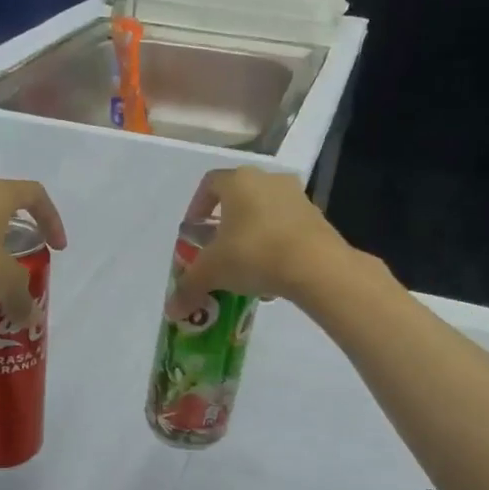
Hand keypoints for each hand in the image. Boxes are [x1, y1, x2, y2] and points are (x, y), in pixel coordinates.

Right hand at [166, 166, 351, 316]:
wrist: (317, 266)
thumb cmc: (254, 254)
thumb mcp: (213, 272)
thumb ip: (189, 287)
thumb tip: (171, 310)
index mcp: (238, 181)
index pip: (209, 183)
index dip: (197, 206)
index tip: (193, 232)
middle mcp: (268, 179)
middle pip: (239, 197)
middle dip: (225, 222)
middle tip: (217, 249)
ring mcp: (297, 196)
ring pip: (265, 212)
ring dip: (252, 233)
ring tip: (244, 264)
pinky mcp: (318, 217)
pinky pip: (287, 227)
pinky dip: (275, 244)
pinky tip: (271, 272)